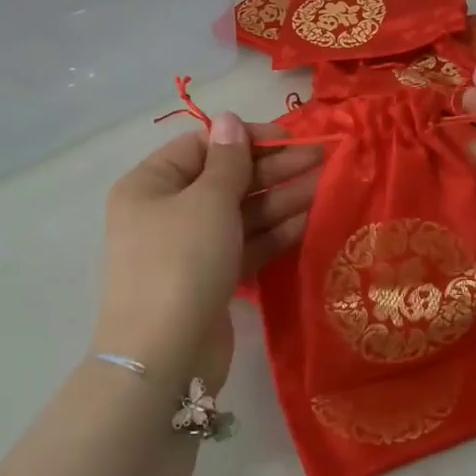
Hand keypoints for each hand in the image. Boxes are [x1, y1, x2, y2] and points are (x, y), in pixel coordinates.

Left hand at [93, 113, 321, 387]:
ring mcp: (188, 249)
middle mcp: (166, 212)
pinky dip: (273, 233)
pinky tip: (309, 219)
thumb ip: (228, 160)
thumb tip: (229, 118)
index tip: (290, 138)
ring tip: (325, 185)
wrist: (164, 357)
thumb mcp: (207, 201)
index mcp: (151, 184)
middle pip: (225, 179)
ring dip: (279, 199)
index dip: (246, 139)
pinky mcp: (210, 279)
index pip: (202, 147)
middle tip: (321, 160)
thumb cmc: (181, 261)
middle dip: (272, 169)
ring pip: (239, 213)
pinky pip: (244, 245)